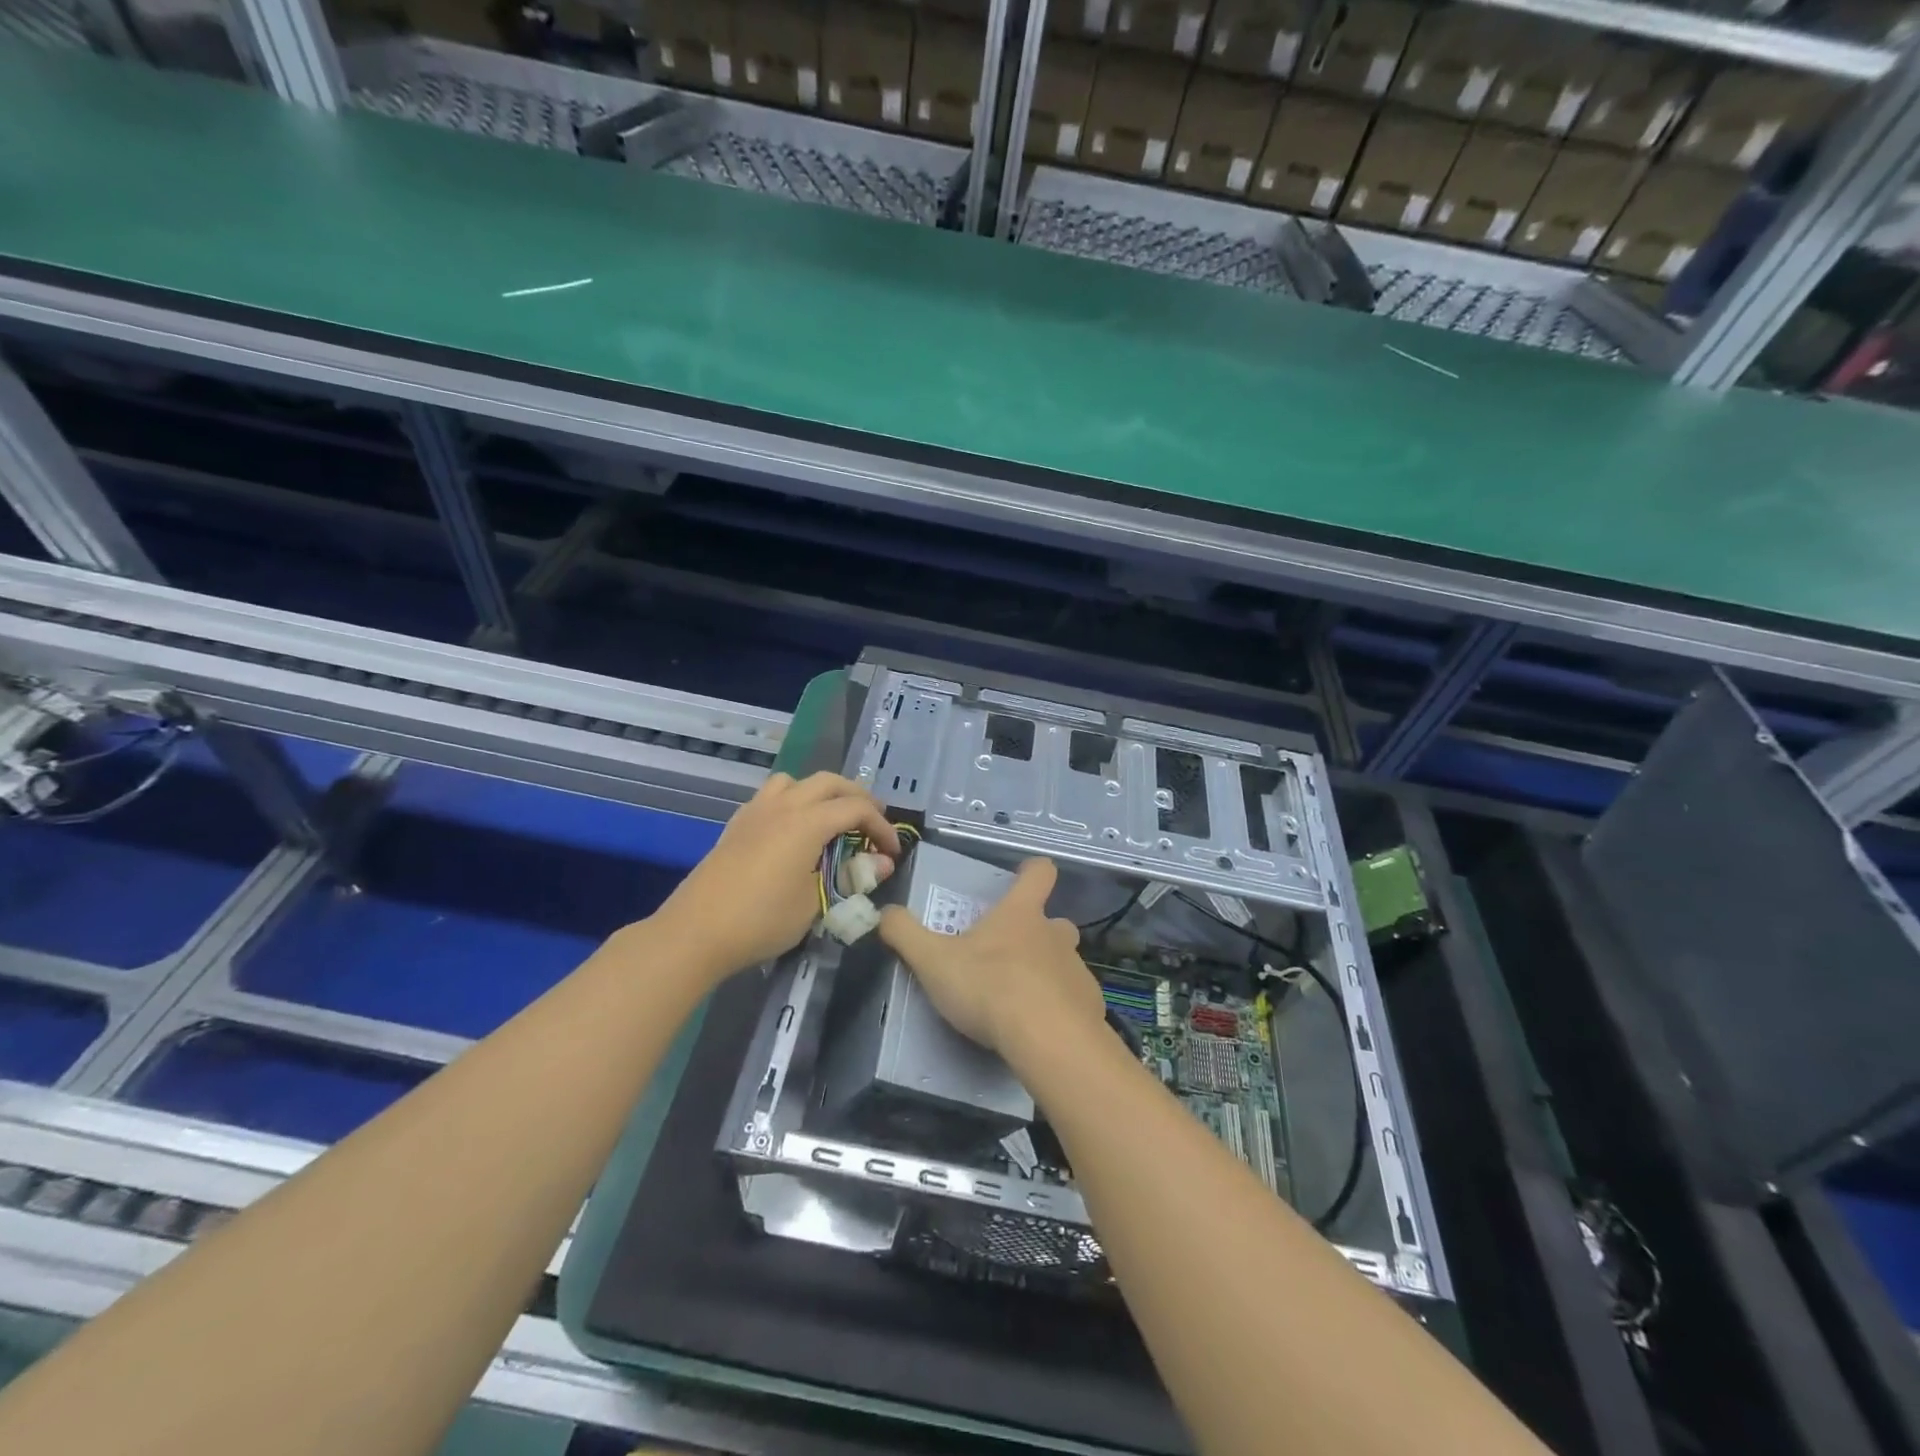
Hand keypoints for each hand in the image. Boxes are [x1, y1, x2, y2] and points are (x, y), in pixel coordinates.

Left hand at [655, 772, 899, 978]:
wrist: (695, 932)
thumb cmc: (762, 920)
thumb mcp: (815, 904)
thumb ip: (849, 878)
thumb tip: (880, 864)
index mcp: (807, 822)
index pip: (856, 808)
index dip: (881, 827)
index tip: (893, 852)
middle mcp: (783, 806)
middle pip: (829, 782)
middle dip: (857, 797)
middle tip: (872, 823)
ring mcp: (756, 812)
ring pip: (796, 782)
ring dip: (820, 793)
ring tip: (830, 819)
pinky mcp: (737, 825)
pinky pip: (771, 797)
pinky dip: (793, 802)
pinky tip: (792, 832)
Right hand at [879, 857, 1103, 1058]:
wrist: (1048, 1041)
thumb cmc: (989, 988)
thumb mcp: (933, 961)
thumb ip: (904, 933)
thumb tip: (884, 912)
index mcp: (1021, 915)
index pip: (1039, 873)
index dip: (1032, 871)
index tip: (1023, 876)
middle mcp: (1055, 935)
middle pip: (1055, 922)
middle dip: (1037, 934)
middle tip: (1010, 956)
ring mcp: (1077, 970)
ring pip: (1065, 962)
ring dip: (1047, 973)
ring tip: (1021, 1001)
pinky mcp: (1091, 1007)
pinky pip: (1074, 1000)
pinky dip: (1060, 1009)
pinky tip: (1040, 1031)